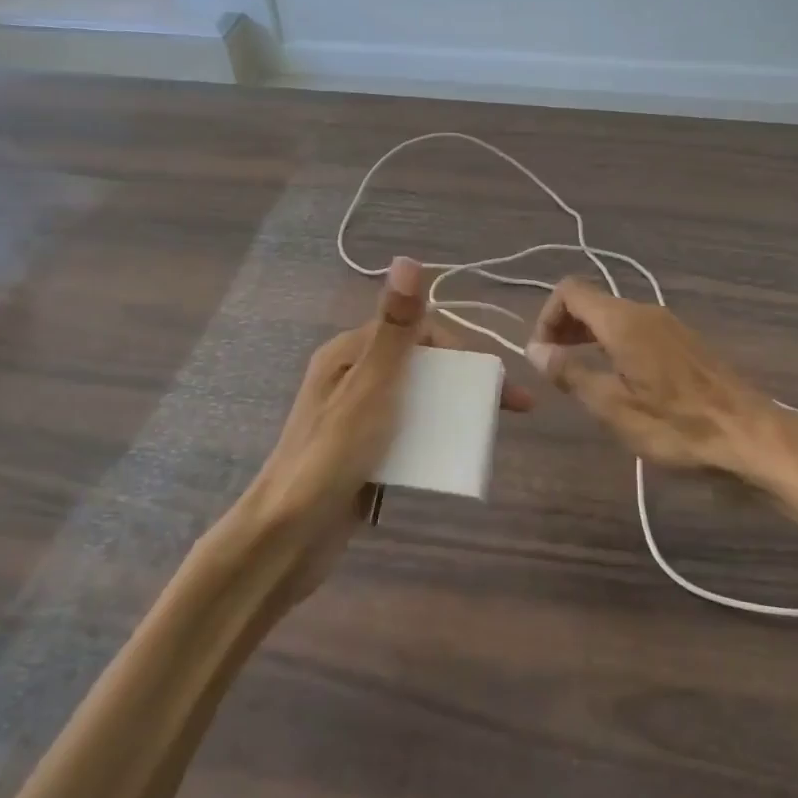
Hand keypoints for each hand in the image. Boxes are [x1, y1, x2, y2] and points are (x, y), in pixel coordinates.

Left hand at [244, 257, 532, 600]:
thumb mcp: (370, 386)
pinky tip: (457, 457)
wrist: (289, 537)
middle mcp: (352, 378)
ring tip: (489, 434)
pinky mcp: (363, 454)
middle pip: (421, 366)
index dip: (456, 347)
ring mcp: (357, 419)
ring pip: (417, 401)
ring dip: (454, 411)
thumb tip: (408, 260)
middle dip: (464, 381)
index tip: (489, 376)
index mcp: (349, 354)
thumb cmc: (331, 454)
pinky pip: (408, 435)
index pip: (415, 330)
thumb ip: (394, 328)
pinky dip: (435, 439)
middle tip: (508, 407)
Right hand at [526, 277, 797, 489]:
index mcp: (623, 322)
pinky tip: (619, 380)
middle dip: (565, 327)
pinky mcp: (684, 342)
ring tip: (582, 376)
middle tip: (555, 368)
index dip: (547, 316)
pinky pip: (636, 329)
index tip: (543, 355)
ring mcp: (669, 324)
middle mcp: (645, 312)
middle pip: (592, 301)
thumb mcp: (613, 407)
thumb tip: (535, 350)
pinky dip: (614, 343)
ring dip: (588, 337)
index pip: (570, 291)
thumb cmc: (677, 426)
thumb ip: (571, 374)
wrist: (750, 435)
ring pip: (614, 316)